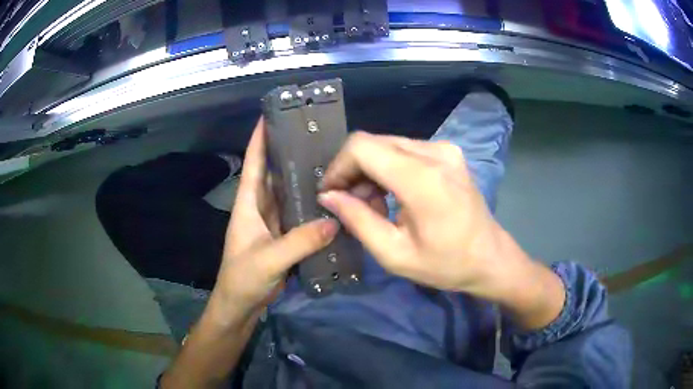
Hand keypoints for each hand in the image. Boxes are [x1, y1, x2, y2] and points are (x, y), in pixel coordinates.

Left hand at [213, 118, 338, 318]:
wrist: (241, 305)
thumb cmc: (243, 278)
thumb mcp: (269, 259)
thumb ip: (300, 242)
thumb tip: (335, 221)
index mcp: (248, 204)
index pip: (253, 164)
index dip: (259, 139)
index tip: (270, 115)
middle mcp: (260, 208)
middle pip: (273, 175)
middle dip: (288, 154)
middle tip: (315, 138)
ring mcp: (272, 223)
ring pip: (288, 195)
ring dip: (302, 180)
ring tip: (328, 163)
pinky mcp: (283, 238)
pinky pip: (298, 216)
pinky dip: (310, 207)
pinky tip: (329, 201)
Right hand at [318, 132, 529, 300]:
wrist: (490, 257)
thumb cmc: (446, 264)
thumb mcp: (395, 254)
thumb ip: (358, 220)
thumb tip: (329, 196)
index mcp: (423, 179)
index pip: (362, 147)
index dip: (338, 167)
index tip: (331, 193)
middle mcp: (435, 152)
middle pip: (372, 142)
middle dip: (352, 170)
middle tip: (352, 204)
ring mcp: (444, 148)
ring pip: (386, 144)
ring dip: (370, 170)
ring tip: (374, 204)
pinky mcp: (448, 152)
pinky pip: (403, 149)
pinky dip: (388, 168)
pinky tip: (392, 194)